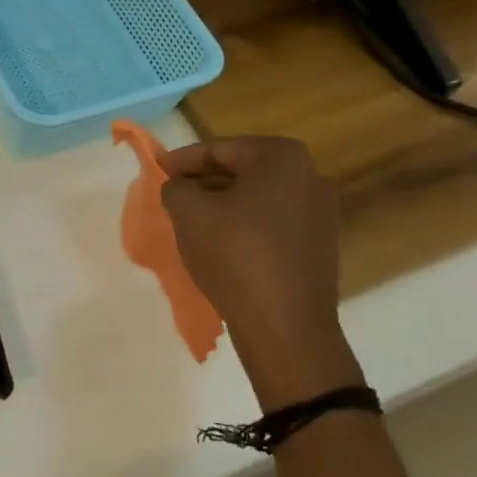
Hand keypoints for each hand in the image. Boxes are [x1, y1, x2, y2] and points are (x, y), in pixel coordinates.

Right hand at [157, 137, 363, 410]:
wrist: (285, 327)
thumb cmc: (235, 256)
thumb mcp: (189, 213)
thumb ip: (175, 188)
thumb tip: (179, 187)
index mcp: (282, 158)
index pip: (220, 149)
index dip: (182, 160)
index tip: (155, 170)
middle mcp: (310, 177)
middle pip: (241, 171)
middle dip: (203, 182)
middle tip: (171, 194)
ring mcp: (320, 214)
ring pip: (256, 199)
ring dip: (222, 205)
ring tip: (190, 220)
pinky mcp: (319, 247)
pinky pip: (272, 224)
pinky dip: (243, 226)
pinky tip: (219, 245)